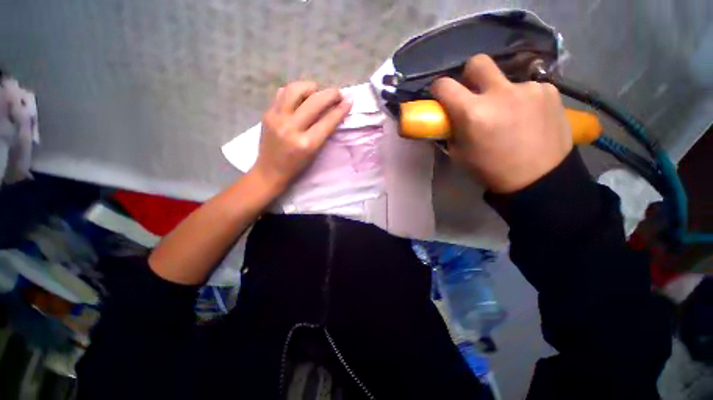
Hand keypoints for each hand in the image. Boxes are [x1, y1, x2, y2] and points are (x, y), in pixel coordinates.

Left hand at [251, 81, 351, 191]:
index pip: (327, 121)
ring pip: (296, 89)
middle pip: (314, 102)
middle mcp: (291, 128)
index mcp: (306, 144)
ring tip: (318, 92)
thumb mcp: (315, 153)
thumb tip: (335, 112)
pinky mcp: (267, 113)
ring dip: (311, 87)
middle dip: (330, 94)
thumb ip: (324, 133)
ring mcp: (277, 118)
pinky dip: (295, 91)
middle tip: (338, 94)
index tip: (349, 101)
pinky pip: (283, 93)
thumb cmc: (297, 166)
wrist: (270, 170)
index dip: (340, 110)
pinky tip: (301, 96)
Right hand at [431, 55, 572, 192]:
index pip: (445, 85)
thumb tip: (449, 119)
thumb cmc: (491, 170)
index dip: (438, 88)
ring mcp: (528, 88)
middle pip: (478, 62)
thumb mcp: (460, 155)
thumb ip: (452, 132)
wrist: (539, 179)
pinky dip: (523, 99)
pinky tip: (529, 117)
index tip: (440, 95)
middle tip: (474, 93)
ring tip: (509, 115)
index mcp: (473, 113)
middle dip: (470, 75)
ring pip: (506, 79)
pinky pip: (528, 88)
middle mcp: (500, 93)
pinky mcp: (549, 90)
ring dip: (501, 93)